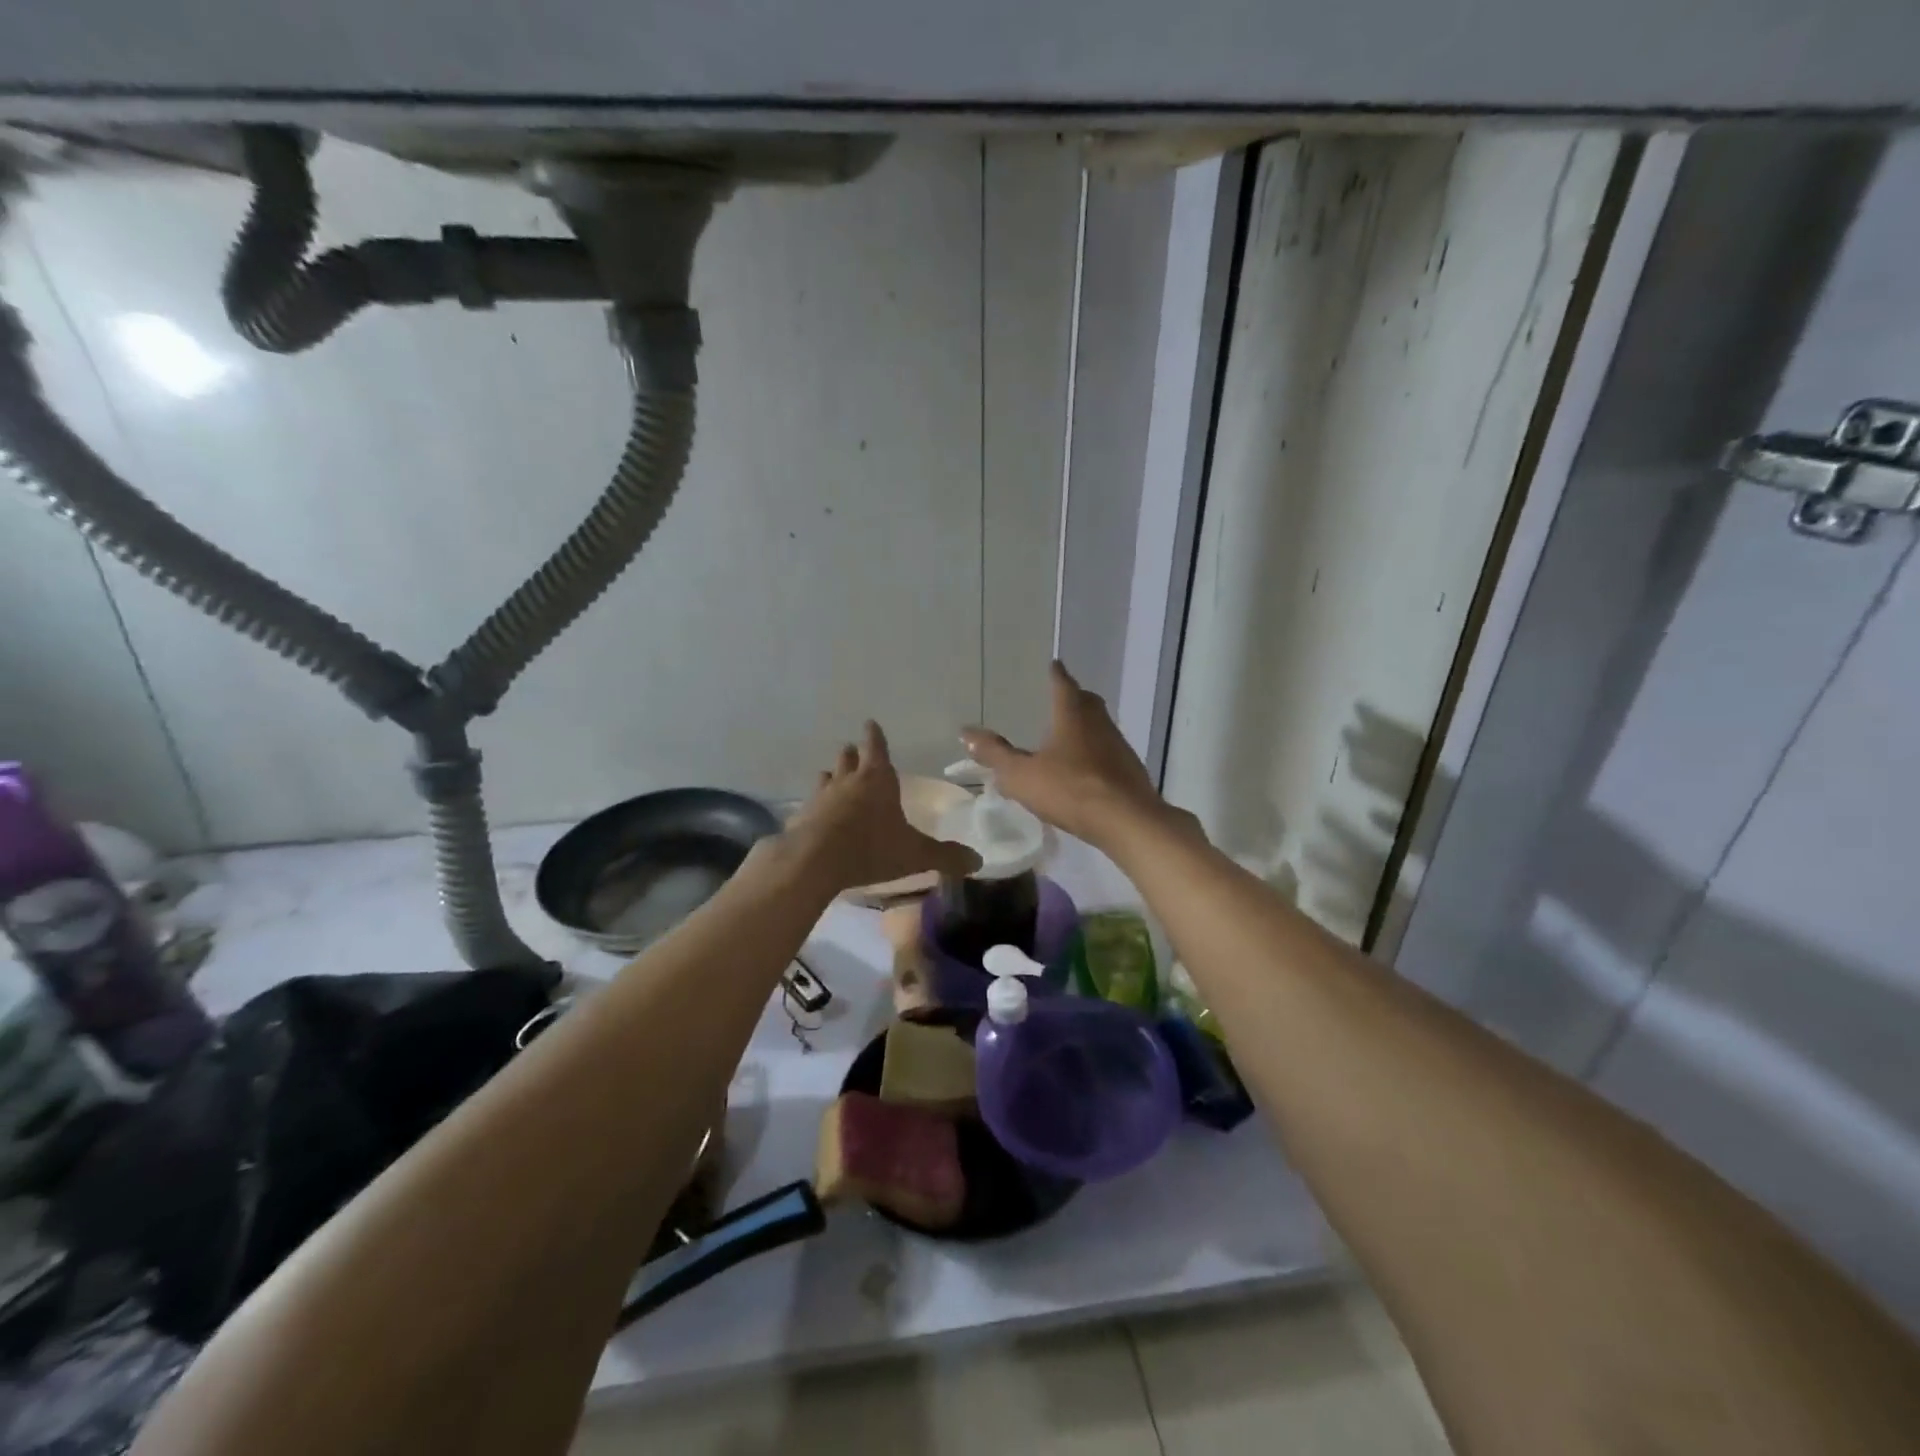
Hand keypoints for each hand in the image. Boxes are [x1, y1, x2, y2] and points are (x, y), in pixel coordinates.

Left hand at [785, 722, 980, 892]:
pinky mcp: (801, 817)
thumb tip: (978, 861)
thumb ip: (946, 856)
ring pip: (826, 778)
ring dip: (832, 776)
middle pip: (848, 759)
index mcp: (877, 779)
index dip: (875, 736)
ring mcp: (821, 797)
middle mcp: (847, 781)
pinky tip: (815, 815)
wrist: (814, 861)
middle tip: (853, 749)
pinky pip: (810, 805)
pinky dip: (816, 806)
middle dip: (853, 754)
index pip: (876, 748)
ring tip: (832, 777)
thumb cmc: (871, 848)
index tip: (870, 723)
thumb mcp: (915, 854)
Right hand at [962, 661, 1177, 850]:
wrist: (1126, 820)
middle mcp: (1099, 723)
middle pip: (1087, 701)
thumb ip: (994, 754)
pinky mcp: (1130, 770)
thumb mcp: (1021, 775)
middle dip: (1074, 696)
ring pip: (1101, 726)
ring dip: (1086, 725)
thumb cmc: (1069, 791)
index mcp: (1072, 716)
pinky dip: (1096, 751)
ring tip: (1071, 733)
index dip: (1056, 675)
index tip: (1054, 665)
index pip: (1063, 685)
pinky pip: (1109, 751)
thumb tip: (966, 732)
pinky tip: (1088, 767)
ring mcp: (1118, 746)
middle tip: (1062, 696)